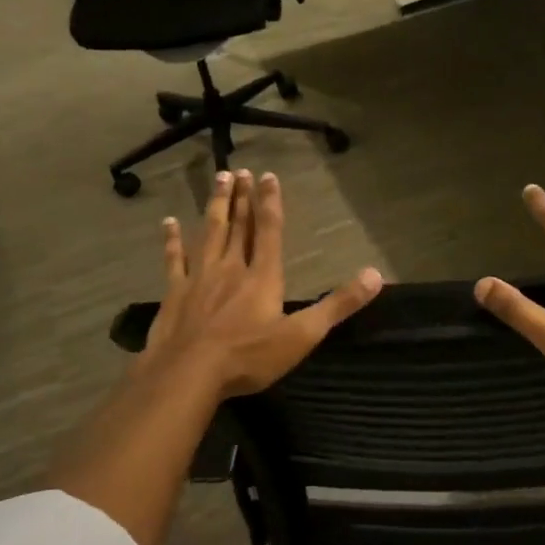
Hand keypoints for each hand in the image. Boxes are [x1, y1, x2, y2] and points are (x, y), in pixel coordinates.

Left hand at [140, 169, 382, 398]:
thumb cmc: (248, 357)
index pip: (269, 231)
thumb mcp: (302, 335)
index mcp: (262, 277)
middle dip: (242, 198)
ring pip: (209, 233)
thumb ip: (338, 305)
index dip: (270, 202)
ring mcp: (199, 278)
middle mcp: (231, 268)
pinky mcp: (175, 293)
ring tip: (219, 181)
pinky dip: (172, 241)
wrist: (188, 374)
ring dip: (216, 206)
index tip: (268, 175)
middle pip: (238, 226)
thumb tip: (376, 275)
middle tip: (240, 170)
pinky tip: (168, 224)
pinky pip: (174, 260)